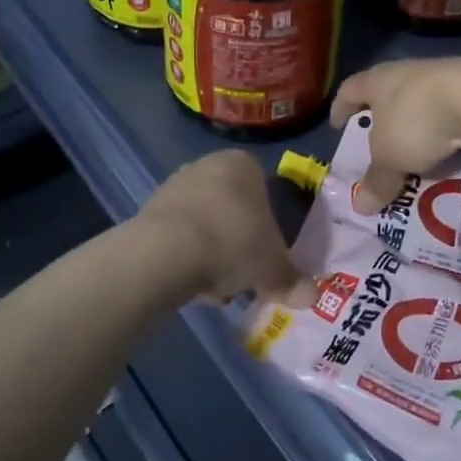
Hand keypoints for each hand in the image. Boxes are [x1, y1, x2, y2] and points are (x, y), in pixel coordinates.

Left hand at [138, 150, 309, 304]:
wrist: (167, 252)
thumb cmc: (233, 243)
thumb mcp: (272, 267)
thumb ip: (292, 280)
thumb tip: (312, 296)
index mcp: (242, 164)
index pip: (264, 189)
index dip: (268, 225)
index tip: (267, 253)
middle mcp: (206, 165)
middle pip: (232, 206)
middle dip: (238, 240)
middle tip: (245, 273)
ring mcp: (174, 186)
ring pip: (205, 223)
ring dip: (212, 252)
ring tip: (218, 287)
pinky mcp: (148, 211)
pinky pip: (178, 236)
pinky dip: (187, 258)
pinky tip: (193, 284)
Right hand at [330, 57, 460, 208]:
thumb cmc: (419, 121)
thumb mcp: (391, 158)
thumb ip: (377, 180)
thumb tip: (361, 207)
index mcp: (379, 80)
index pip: (350, 89)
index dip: (341, 107)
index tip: (338, 125)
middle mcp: (409, 71)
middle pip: (388, 91)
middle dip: (384, 116)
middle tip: (380, 141)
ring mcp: (446, 75)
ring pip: (424, 100)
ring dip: (419, 122)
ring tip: (420, 150)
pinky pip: (455, 109)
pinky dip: (450, 127)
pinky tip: (454, 147)